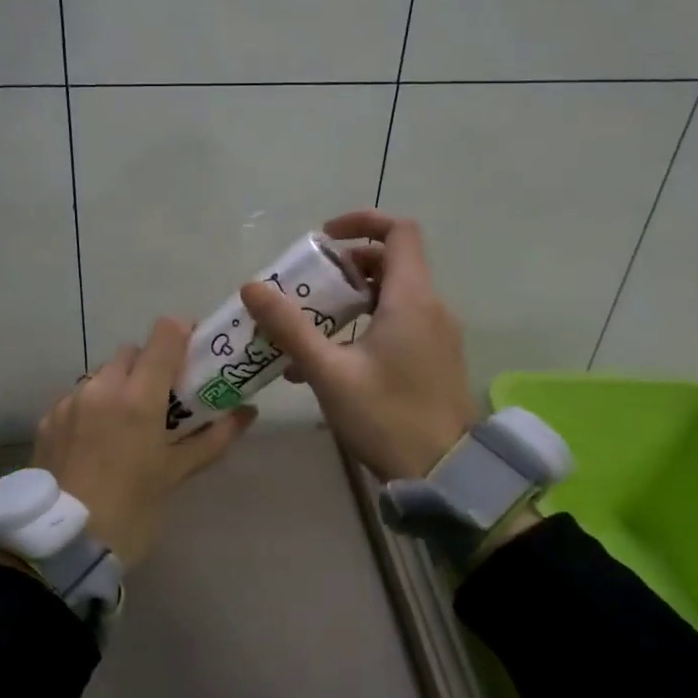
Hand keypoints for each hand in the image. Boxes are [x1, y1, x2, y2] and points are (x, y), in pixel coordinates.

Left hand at [31, 317, 256, 566]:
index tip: (193, 355)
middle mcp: (102, 387)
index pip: (164, 333)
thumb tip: (247, 413)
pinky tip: (97, 441)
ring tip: (128, 424)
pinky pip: (78, 396)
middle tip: (163, 399)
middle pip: (132, 351)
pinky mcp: (48, 419)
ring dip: (120, 384)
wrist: (62, 546)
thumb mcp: (175, 475)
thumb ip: (213, 438)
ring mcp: (70, 401)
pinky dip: (93, 406)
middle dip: (150, 365)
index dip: (182, 334)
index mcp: (138, 396)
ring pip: (102, 373)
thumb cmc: (131, 511)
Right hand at [241, 210, 477, 481]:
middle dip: (347, 266)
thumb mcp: (328, 371)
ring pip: (394, 295)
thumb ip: (290, 327)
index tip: (324, 240)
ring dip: (353, 298)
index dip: (362, 222)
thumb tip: (252, 287)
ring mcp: (438, 334)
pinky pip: (401, 322)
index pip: (399, 231)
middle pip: (392, 262)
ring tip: (312, 324)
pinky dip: (368, 323)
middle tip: (310, 286)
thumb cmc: (386, 416)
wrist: (445, 475)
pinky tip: (333, 359)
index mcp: (411, 299)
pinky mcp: (436, 358)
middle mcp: (431, 307)